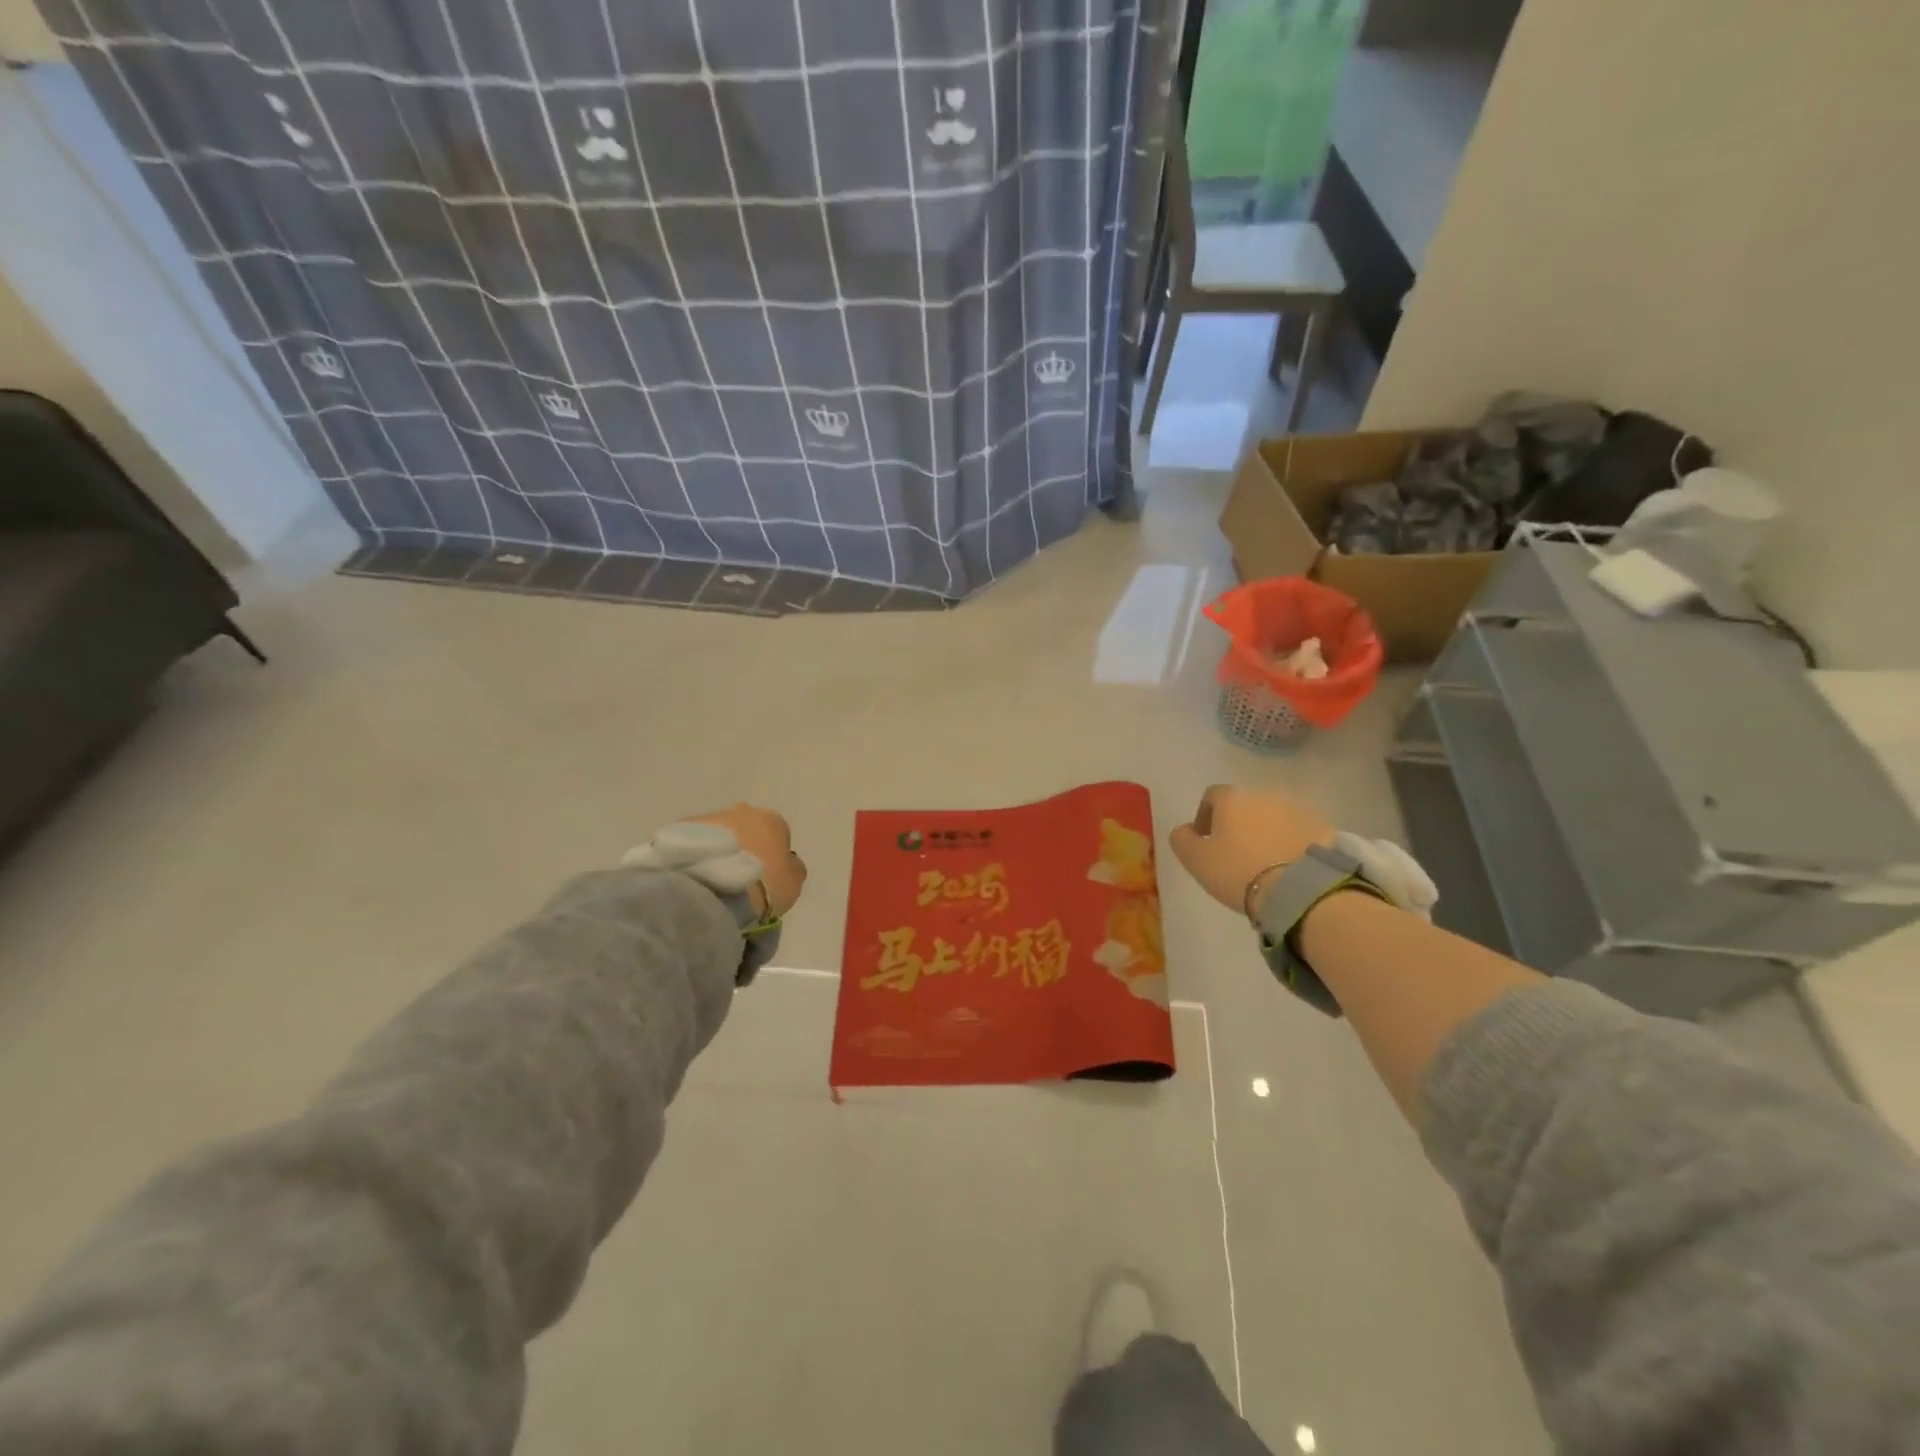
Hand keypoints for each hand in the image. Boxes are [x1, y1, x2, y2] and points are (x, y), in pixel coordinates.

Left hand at [687, 804, 806, 917]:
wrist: (715, 889)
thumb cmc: (764, 884)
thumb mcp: (793, 881)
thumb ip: (792, 867)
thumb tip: (787, 862)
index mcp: (773, 820)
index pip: (777, 832)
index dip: (772, 854)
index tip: (765, 874)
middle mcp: (742, 811)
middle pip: (746, 827)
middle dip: (743, 846)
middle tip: (737, 874)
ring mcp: (709, 818)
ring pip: (718, 833)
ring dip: (718, 850)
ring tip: (712, 878)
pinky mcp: (681, 829)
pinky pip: (693, 843)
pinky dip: (696, 855)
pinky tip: (695, 877)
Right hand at [1169, 785, 1332, 917]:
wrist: (1301, 891)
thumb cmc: (1238, 871)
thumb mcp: (1195, 860)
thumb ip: (1182, 839)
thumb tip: (1185, 830)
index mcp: (1232, 798)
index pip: (1212, 796)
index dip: (1205, 816)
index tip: (1205, 841)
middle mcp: (1265, 794)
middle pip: (1245, 805)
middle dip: (1239, 824)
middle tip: (1236, 854)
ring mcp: (1298, 809)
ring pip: (1275, 818)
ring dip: (1267, 833)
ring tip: (1265, 863)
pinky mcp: (1323, 828)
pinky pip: (1300, 833)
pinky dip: (1292, 844)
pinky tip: (1289, 868)